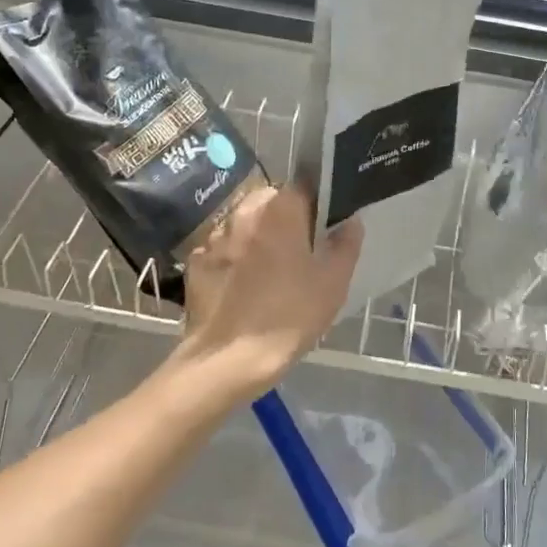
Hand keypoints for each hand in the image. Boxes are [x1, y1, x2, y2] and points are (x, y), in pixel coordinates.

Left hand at [177, 182, 361, 398]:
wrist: (228, 360)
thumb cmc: (289, 315)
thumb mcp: (333, 283)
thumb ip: (345, 245)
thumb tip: (350, 221)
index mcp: (281, 208)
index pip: (304, 186)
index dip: (317, 203)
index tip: (323, 226)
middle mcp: (244, 211)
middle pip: (270, 201)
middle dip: (284, 217)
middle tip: (298, 249)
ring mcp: (215, 235)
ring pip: (243, 223)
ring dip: (256, 234)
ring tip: (268, 268)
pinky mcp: (195, 261)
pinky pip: (221, 248)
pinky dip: (232, 258)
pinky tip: (241, 284)